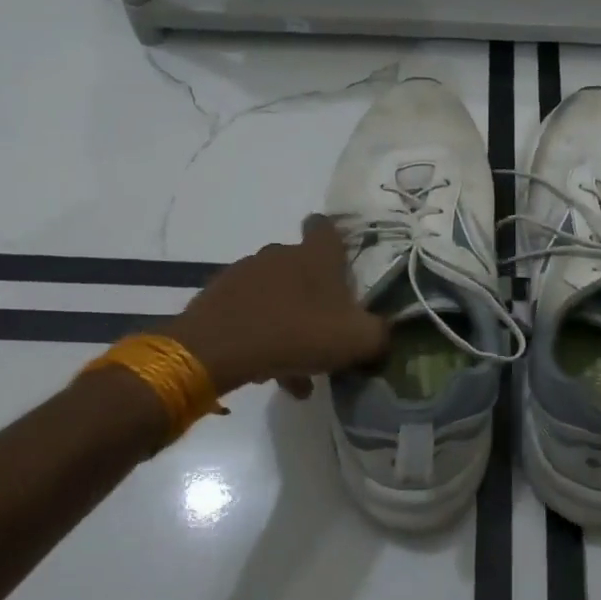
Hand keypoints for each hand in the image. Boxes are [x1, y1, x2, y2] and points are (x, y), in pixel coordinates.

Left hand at [162, 217, 386, 396]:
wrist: (216, 350)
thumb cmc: (297, 333)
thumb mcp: (357, 340)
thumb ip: (379, 334)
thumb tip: (384, 334)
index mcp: (316, 255)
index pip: (325, 227)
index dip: (333, 238)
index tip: (339, 262)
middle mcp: (280, 254)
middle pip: (301, 267)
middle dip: (313, 296)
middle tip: (323, 332)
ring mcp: (244, 273)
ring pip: (275, 295)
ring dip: (287, 322)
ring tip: (295, 367)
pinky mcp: (217, 297)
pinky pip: (248, 313)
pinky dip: (260, 335)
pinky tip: (267, 371)